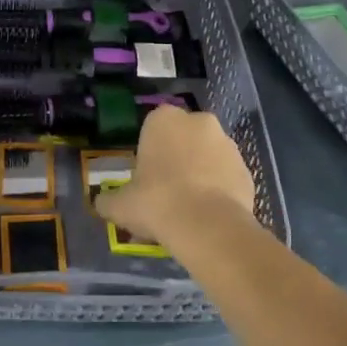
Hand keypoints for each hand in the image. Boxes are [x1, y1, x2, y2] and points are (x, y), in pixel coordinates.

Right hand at [95, 104, 256, 253]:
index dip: (150, 152)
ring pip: (209, 155)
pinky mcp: (246, 168)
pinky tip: (209, 213)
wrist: (206, 225)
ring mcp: (227, 143)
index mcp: (164, 119)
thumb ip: (108, 200)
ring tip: (190, 207)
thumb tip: (100, 202)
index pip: (153, 127)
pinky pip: (227, 175)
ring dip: (201, 171)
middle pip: (184, 137)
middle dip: (178, 157)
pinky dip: (220, 189)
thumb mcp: (120, 204)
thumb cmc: (156, 202)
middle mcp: (199, 121)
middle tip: (167, 190)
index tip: (146, 176)